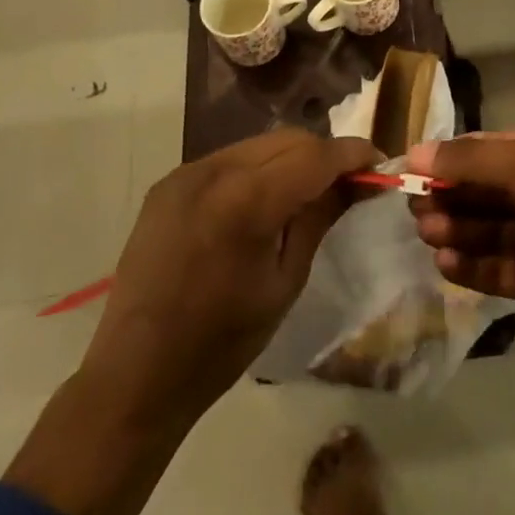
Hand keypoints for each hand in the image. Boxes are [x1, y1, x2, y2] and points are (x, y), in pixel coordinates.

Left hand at [83, 128, 381, 426]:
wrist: (134, 375)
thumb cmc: (221, 343)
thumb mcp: (284, 282)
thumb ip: (318, 219)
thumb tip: (355, 183)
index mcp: (246, 202)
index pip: (315, 156)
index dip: (353, 155)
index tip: (380, 164)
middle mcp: (213, 171)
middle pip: (288, 139)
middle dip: (324, 154)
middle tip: (349, 182)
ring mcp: (185, 173)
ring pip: (258, 144)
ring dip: (292, 158)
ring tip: (310, 189)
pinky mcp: (168, 183)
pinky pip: (228, 159)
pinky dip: (258, 168)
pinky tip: (265, 198)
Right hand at [407, 129, 514, 362]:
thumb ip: (474, 160)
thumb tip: (416, 151)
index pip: (493, 148)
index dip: (453, 157)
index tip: (412, 168)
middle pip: (487, 188)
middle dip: (451, 195)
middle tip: (414, 208)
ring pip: (489, 228)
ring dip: (456, 228)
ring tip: (426, 233)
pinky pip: (499, 267)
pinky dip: (471, 264)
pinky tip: (445, 260)